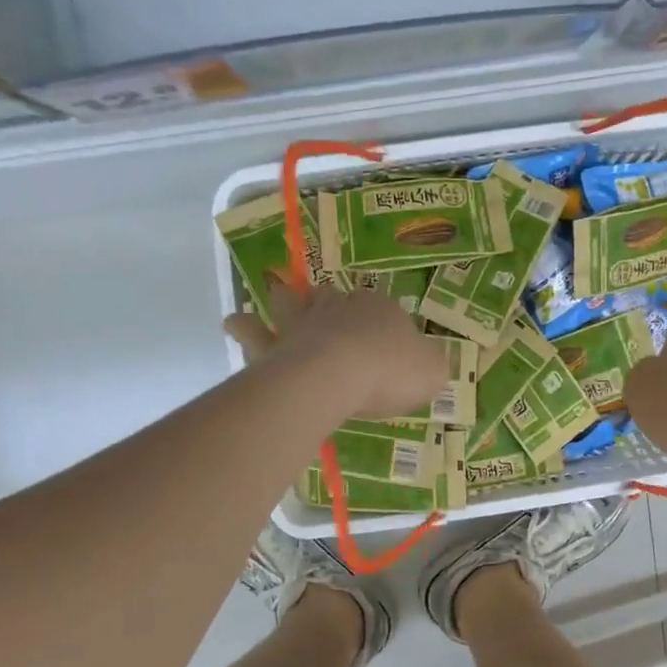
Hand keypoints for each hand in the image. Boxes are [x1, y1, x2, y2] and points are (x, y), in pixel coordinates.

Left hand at [224, 283, 445, 421]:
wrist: (339, 374)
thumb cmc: (391, 370)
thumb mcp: (431, 371)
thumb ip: (430, 365)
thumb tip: (429, 362)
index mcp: (380, 309)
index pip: (380, 306)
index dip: (381, 317)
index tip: (383, 337)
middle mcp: (339, 309)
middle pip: (331, 297)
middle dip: (325, 299)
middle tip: (319, 299)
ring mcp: (303, 325)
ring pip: (288, 305)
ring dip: (279, 300)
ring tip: (270, 292)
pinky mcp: (274, 347)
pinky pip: (256, 336)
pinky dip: (246, 329)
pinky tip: (235, 322)